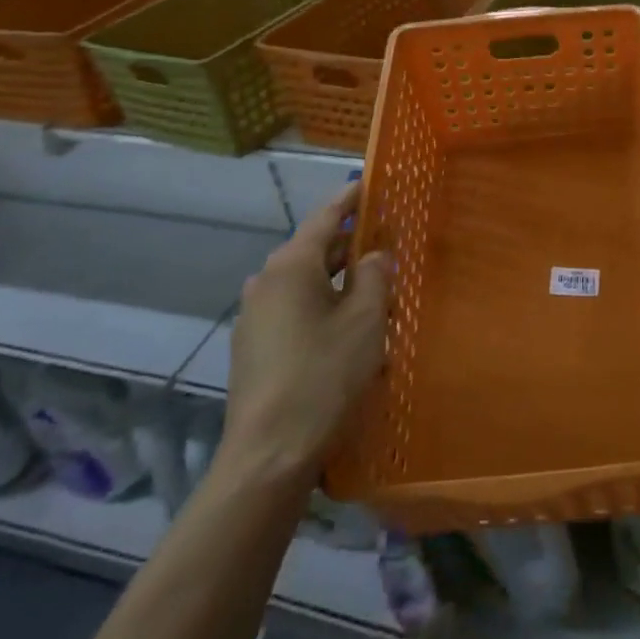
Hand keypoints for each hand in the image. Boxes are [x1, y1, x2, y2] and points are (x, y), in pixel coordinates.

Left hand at [216, 181, 389, 482]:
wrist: (268, 455)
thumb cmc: (324, 375)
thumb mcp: (365, 320)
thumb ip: (375, 277)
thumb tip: (375, 255)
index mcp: (291, 265)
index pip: (325, 217)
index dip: (351, 199)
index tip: (371, 183)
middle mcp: (266, 281)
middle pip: (315, 250)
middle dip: (350, 246)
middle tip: (386, 243)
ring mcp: (254, 316)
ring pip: (305, 283)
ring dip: (338, 281)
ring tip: (374, 290)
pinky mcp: (253, 347)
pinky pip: (293, 310)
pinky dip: (321, 306)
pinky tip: (346, 329)